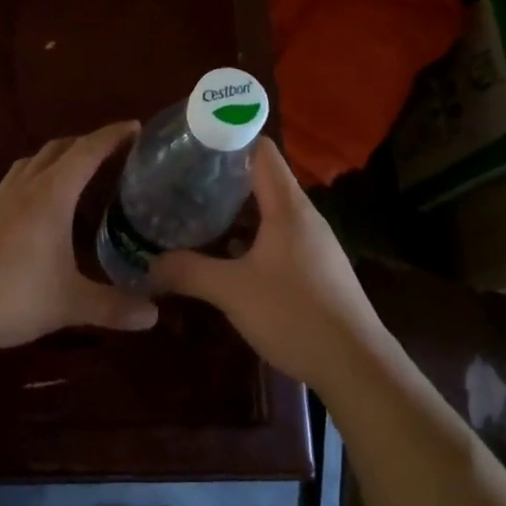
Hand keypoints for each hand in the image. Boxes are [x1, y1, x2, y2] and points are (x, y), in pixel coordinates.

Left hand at [0, 122, 159, 355]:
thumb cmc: (13, 295)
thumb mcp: (70, 303)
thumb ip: (114, 306)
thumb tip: (154, 314)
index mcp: (50, 195)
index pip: (87, 152)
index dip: (112, 136)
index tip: (136, 126)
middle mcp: (25, 189)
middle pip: (57, 149)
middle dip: (86, 143)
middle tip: (113, 150)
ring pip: (31, 162)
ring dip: (56, 157)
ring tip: (76, 169)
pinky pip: (15, 183)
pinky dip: (35, 178)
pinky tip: (40, 206)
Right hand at [149, 138, 386, 393]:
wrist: (357, 366)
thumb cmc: (295, 314)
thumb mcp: (232, 292)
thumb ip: (188, 272)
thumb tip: (148, 265)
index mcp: (288, 206)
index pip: (260, 150)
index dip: (227, 139)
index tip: (191, 143)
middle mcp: (304, 216)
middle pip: (262, 179)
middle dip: (221, 178)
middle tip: (181, 181)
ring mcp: (313, 242)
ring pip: (268, 211)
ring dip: (235, 211)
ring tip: (194, 213)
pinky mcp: (316, 268)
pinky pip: (277, 237)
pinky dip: (250, 236)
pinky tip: (225, 255)